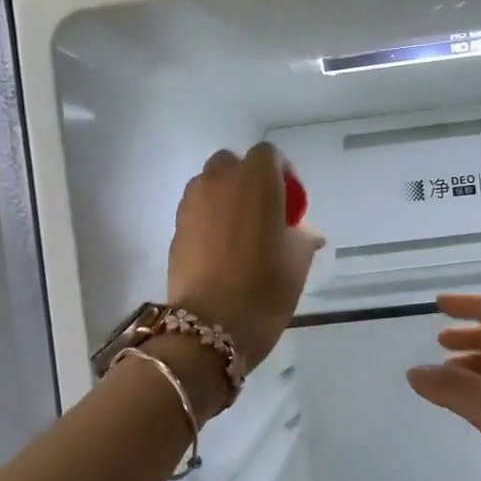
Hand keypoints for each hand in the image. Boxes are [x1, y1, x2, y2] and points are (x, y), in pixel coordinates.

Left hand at [167, 144, 323, 372]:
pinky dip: (208, 220)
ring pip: (209, 185)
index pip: (269, 155)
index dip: (282, 173)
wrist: (211, 325)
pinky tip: (220, 250)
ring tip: (239, 232)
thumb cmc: (265, 287)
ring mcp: (192, 203)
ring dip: (224, 198)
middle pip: (232, 164)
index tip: (290, 202)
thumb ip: (302, 236)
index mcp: (256, 180)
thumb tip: (305, 232)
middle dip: (247, 180)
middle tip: (263, 212)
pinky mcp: (175, 228)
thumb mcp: (298, 261)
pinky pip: (196, 211)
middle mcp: (219, 181)